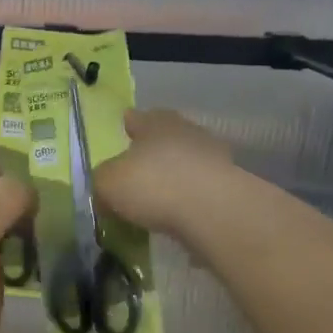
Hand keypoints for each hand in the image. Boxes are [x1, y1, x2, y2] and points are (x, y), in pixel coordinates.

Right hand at [94, 108, 236, 239]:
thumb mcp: (108, 183)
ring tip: (158, 198)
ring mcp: (213, 157)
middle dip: (152, 151)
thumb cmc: (154, 184)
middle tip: (138, 169)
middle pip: (165, 137)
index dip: (128, 126)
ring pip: (186, 162)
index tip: (123, 133)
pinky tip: (179, 215)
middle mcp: (186, 131)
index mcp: (155, 122)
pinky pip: (201, 189)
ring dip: (174, 175)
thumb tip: (105, 192)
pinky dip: (189, 198)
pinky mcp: (230, 186)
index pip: (137, 118)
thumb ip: (102, 182)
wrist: (215, 211)